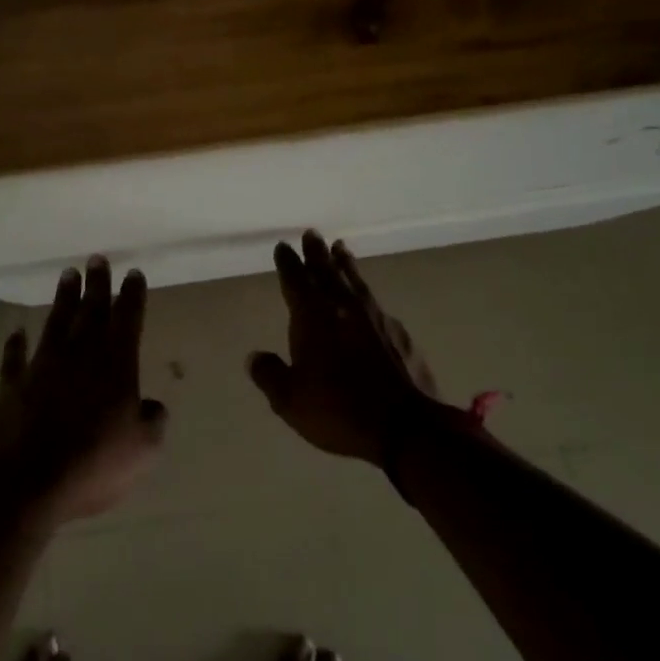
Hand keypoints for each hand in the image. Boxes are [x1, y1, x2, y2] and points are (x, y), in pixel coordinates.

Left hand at [0, 258, 167, 524]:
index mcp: (116, 365)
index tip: (133, 273)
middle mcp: (79, 356)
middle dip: (97, 284)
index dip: (132, 296)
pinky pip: (14, 359)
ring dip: (63, 299)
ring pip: (56, 324)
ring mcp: (42, 368)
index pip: (127, 320)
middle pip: (90, 311)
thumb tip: (150, 406)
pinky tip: (16, 332)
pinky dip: (15, 344)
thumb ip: (153, 421)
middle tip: (97, 258)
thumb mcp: (143, 449)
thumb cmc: (93, 465)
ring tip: (67, 274)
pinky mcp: (11, 388)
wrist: (24, 485)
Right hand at [247, 232, 441, 468]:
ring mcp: (375, 317)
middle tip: (311, 233)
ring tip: (340, 248)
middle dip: (316, 253)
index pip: (296, 281)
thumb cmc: (339, 411)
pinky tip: (366, 298)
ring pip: (354, 281)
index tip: (283, 246)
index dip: (288, 263)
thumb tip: (254, 357)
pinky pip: (375, 302)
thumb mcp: (290, 401)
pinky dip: (365, 292)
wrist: (405, 426)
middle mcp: (343, 308)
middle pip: (327, 272)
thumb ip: (270, 375)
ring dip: (344, 264)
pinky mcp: (398, 332)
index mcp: (313, 318)